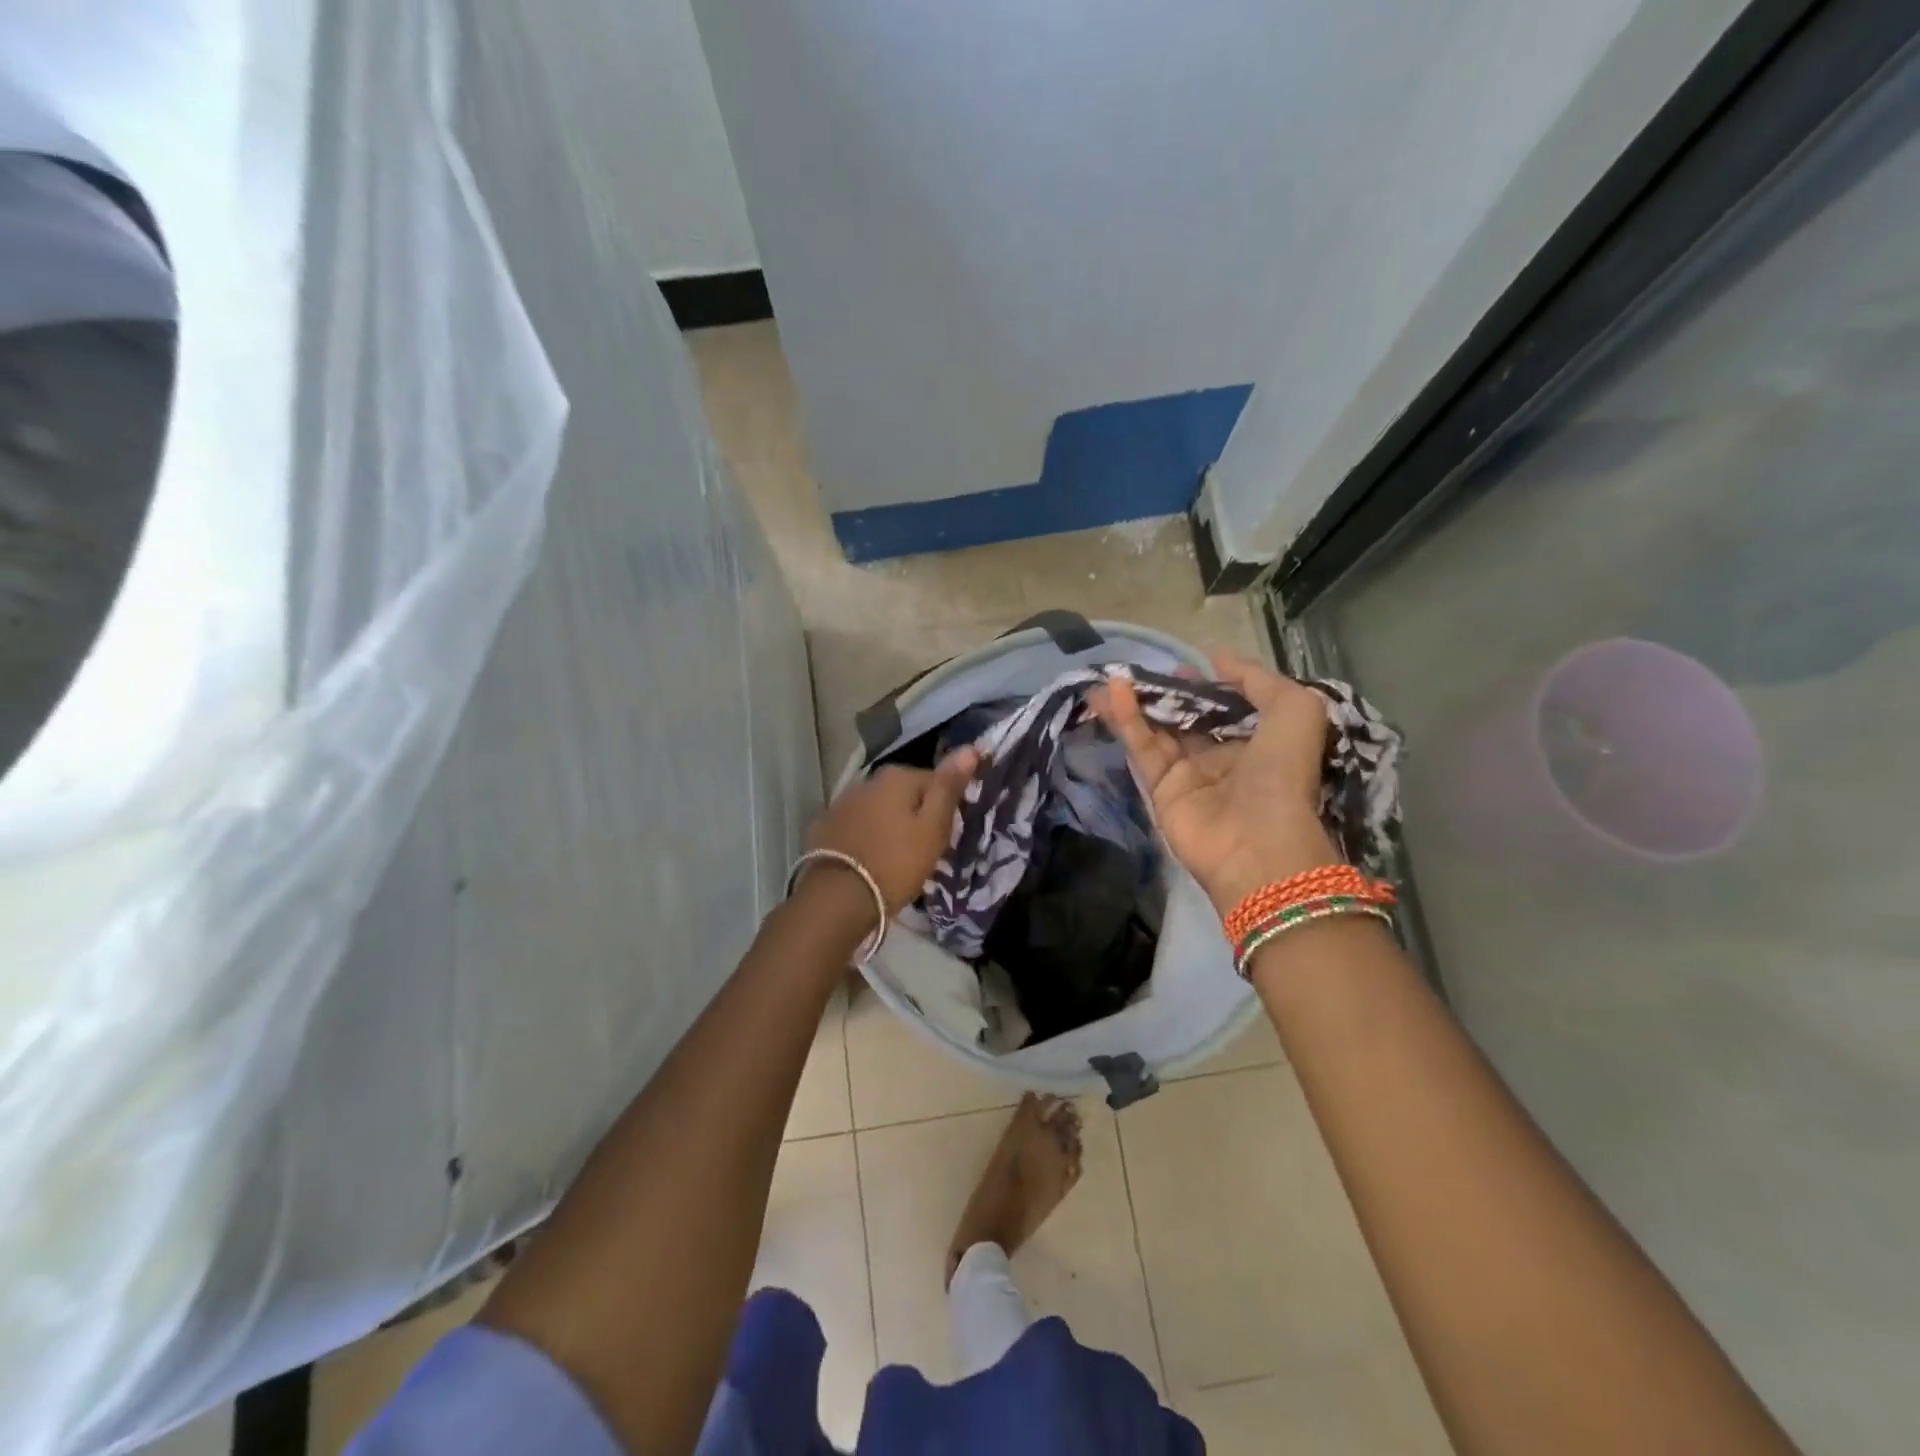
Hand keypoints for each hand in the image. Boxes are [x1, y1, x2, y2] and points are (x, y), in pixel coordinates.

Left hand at [801, 750, 980, 919]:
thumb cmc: (896, 863)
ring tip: (897, 855)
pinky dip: (866, 835)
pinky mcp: (824, 826)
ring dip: (890, 823)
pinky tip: (869, 857)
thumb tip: (970, 748)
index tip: (949, 833)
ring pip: (878, 807)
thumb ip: (948, 787)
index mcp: (897, 777)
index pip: (935, 780)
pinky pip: (856, 824)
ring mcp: (842, 802)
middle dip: (916, 813)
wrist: (838, 898)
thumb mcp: (933, 828)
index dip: (946, 806)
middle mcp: (867, 780)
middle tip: (926, 848)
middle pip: (904, 793)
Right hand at [1093, 650, 1339, 914]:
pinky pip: (1143, 748)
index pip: (1224, 706)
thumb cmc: (1282, 773)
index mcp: (1257, 740)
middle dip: (1164, 693)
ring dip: (1135, 703)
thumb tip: (1217, 658)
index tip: (1183, 668)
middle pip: (1185, 717)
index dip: (1204, 686)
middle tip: (1138, 670)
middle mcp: (1222, 756)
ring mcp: (1189, 774)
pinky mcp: (1160, 790)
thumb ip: (1257, 678)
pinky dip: (1127, 720)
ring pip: (1157, 730)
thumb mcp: (1295, 710)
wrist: (1258, 844)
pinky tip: (1113, 694)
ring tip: (1110, 677)